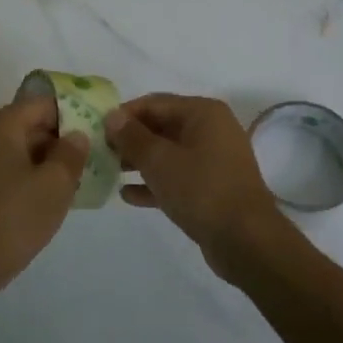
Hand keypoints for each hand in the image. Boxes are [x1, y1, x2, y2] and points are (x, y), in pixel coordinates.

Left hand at [0, 94, 88, 297]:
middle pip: (27, 124)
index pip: (41, 103)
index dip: (71, 113)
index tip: (95, 132)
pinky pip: (3, 168)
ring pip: (16, 149)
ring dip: (44, 160)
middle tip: (89, 160)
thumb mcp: (55, 185)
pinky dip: (25, 176)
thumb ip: (71, 153)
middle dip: (58, 139)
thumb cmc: (13, 219)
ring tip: (73, 181)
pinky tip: (44, 198)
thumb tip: (76, 135)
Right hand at [104, 94, 289, 276]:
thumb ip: (132, 137)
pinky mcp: (211, 187)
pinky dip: (154, 183)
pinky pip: (177, 177)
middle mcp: (211, 130)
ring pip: (168, 153)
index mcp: (203, 113)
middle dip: (130, 139)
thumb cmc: (200, 189)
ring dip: (139, 162)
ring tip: (108, 172)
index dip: (124, 115)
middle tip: (99, 153)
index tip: (97, 130)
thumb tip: (112, 116)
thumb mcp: (159, 160)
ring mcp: (213, 160)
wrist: (245, 239)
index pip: (154, 103)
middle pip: (161, 126)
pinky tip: (127, 195)